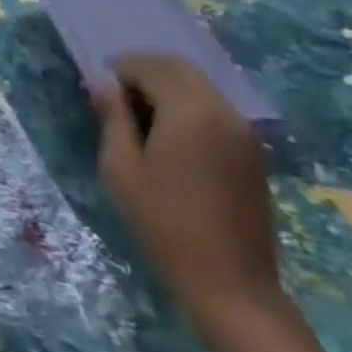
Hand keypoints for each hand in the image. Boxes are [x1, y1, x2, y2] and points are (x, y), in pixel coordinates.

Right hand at [92, 55, 282, 333]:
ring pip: (200, 86)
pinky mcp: (253, 153)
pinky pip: (215, 109)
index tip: (99, 90)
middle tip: (117, 95)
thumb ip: (112, 117)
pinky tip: (170, 135)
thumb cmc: (165, 222)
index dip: (120, 70)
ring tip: (140, 115)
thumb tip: (102, 83)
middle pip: (180, 68)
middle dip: (145, 71)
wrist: (231, 285)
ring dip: (168, 87)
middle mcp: (223, 110)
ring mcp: (244, 132)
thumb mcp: (121, 167)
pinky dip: (189, 106)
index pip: (149, 66)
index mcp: (190, 109)